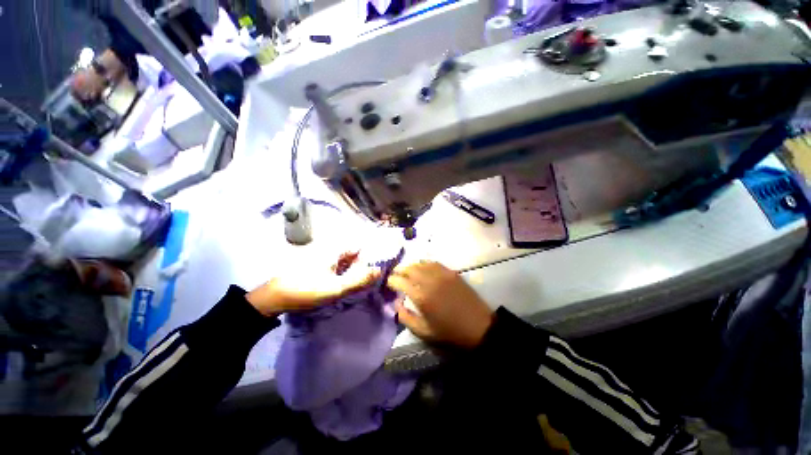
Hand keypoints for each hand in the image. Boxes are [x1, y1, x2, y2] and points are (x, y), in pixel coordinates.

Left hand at [246, 252, 379, 316]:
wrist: (275, 298)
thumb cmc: (306, 290)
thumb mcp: (335, 288)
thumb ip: (358, 280)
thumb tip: (379, 271)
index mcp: (335, 250)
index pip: (360, 247)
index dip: (371, 256)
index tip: (379, 268)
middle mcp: (331, 250)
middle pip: (354, 255)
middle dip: (364, 265)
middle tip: (373, 279)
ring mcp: (325, 258)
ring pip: (347, 262)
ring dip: (355, 271)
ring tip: (364, 283)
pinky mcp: (320, 267)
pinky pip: (339, 268)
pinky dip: (346, 274)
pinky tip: (349, 285)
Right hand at [388, 261, 493, 348]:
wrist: (478, 326)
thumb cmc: (450, 332)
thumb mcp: (424, 332)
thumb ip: (405, 317)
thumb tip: (396, 304)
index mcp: (422, 297)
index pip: (400, 281)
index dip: (391, 280)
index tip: (388, 282)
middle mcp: (430, 281)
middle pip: (410, 268)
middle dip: (399, 270)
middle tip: (395, 274)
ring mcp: (442, 274)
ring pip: (421, 263)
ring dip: (411, 265)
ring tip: (407, 270)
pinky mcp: (451, 272)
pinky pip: (434, 263)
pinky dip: (424, 263)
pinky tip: (423, 268)